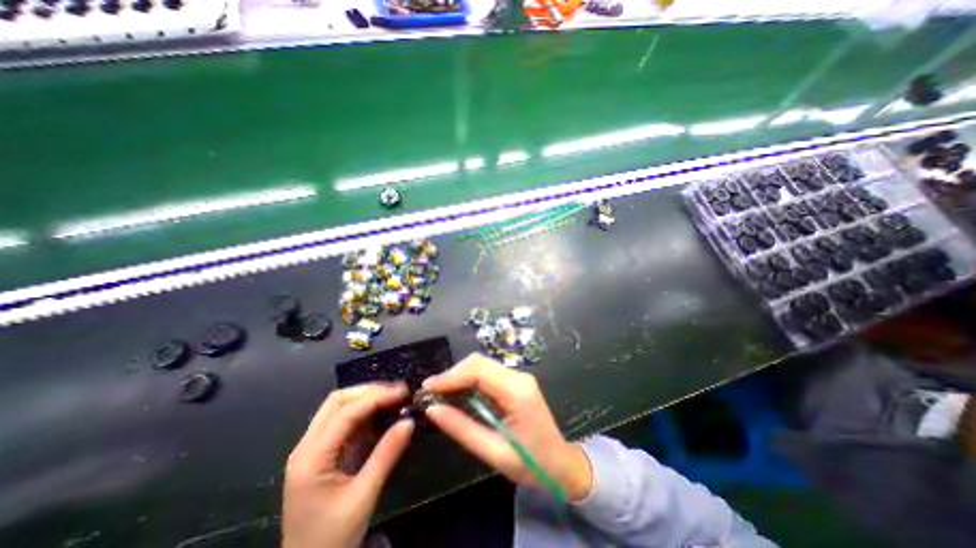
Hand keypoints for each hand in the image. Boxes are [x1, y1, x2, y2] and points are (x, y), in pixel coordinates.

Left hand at [286, 383, 413, 544]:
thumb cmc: (332, 538)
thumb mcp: (363, 496)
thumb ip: (386, 455)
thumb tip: (409, 421)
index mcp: (311, 458)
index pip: (346, 412)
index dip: (377, 397)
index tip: (403, 392)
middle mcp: (307, 446)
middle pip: (337, 401)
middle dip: (369, 391)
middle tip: (397, 392)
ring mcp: (311, 449)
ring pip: (338, 408)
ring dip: (366, 398)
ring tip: (393, 398)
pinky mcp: (320, 453)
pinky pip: (342, 422)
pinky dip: (363, 413)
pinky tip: (381, 415)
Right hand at [421, 352, 589, 502]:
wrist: (560, 464)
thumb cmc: (531, 463)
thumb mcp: (493, 452)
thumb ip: (462, 428)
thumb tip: (432, 410)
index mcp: (517, 391)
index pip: (478, 370)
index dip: (450, 376)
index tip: (427, 388)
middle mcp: (519, 377)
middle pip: (479, 362)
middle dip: (453, 374)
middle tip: (432, 392)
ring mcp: (519, 377)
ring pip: (482, 365)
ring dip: (460, 376)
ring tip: (441, 393)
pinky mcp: (516, 382)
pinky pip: (488, 373)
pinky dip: (470, 380)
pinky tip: (459, 393)